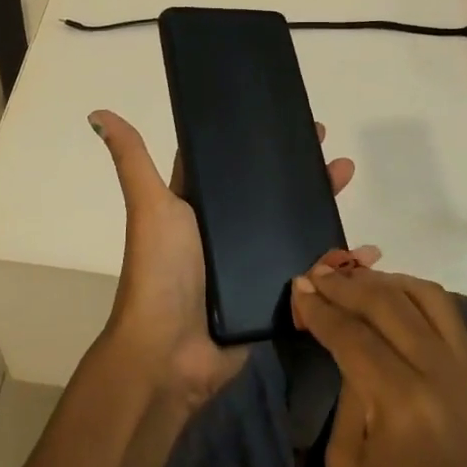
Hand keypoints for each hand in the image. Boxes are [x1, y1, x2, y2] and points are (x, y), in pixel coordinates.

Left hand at [88, 109, 368, 408]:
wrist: (171, 353)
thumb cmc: (161, 271)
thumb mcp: (149, 205)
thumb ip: (132, 159)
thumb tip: (98, 112)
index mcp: (201, 204)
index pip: (235, 162)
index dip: (261, 139)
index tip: (295, 118)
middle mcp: (228, 229)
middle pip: (272, 190)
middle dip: (302, 168)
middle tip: (330, 147)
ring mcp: (254, 261)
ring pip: (296, 223)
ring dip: (324, 202)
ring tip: (347, 178)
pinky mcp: (275, 293)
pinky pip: (313, 269)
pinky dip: (340, 259)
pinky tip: (367, 249)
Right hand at [290, 267, 466, 466]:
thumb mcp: (346, 465)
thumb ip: (347, 390)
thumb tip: (341, 339)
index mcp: (404, 403)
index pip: (354, 333)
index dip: (321, 308)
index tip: (297, 286)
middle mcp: (444, 377)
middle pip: (391, 303)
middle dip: (349, 285)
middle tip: (318, 275)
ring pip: (430, 298)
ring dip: (388, 282)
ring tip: (355, 282)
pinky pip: (452, 321)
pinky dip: (419, 300)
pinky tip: (393, 302)